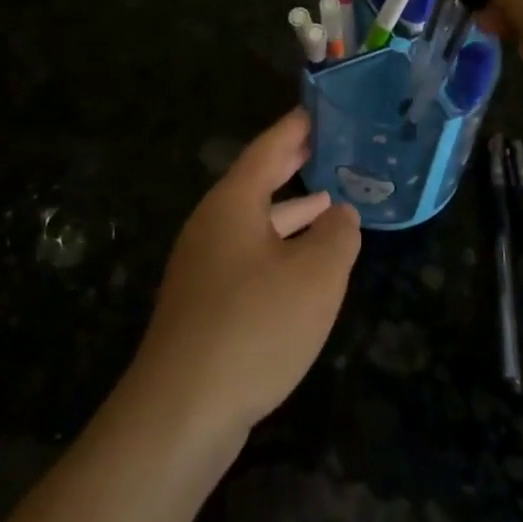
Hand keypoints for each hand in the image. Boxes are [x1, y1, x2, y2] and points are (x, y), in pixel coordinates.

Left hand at [131, 110, 360, 441]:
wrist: (181, 411)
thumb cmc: (254, 327)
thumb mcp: (316, 276)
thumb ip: (338, 237)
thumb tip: (341, 215)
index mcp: (232, 205)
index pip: (267, 150)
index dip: (295, 128)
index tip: (318, 110)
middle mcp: (212, 227)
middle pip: (256, 183)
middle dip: (292, 165)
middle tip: (327, 145)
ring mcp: (203, 267)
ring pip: (254, 224)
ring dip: (291, 212)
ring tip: (330, 203)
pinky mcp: (204, 304)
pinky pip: (249, 258)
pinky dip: (280, 249)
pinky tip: (303, 269)